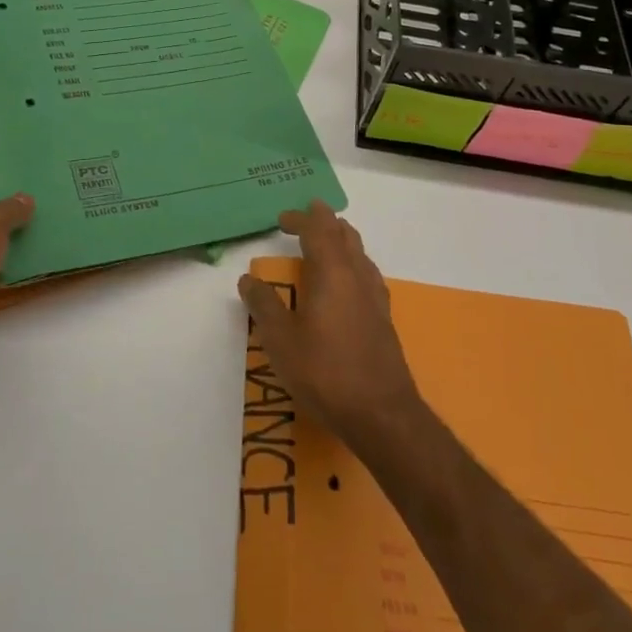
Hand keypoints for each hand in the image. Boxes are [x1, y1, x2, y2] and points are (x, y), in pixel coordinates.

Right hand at [238, 202, 425, 458]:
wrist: (382, 415)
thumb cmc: (325, 372)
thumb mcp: (281, 341)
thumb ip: (264, 306)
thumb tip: (248, 279)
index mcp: (332, 272)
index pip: (317, 230)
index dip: (300, 219)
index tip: (282, 219)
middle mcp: (357, 276)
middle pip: (344, 234)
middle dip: (325, 221)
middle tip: (309, 216)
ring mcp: (375, 297)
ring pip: (360, 253)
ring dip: (342, 240)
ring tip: (328, 241)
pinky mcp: (384, 319)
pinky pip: (367, 274)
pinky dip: (353, 263)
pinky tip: (349, 283)